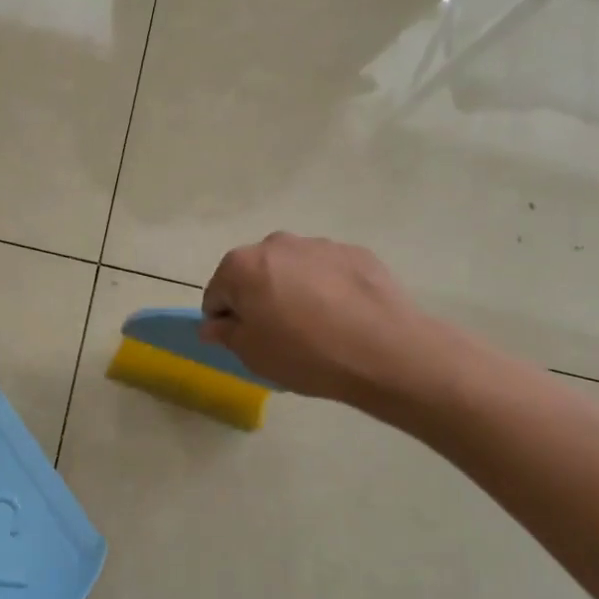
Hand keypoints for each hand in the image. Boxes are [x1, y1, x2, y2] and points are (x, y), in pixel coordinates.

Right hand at [201, 233, 443, 403]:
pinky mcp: (355, 253)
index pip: (217, 293)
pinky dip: (327, 289)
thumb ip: (225, 333)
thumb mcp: (252, 354)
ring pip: (293, 270)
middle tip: (280, 335)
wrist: (384, 350)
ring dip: (294, 291)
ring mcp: (319, 244)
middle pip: (254, 274)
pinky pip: (328, 272)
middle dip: (260, 299)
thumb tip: (213, 324)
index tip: (246, 342)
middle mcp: (277, 244)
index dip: (226, 320)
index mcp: (242, 266)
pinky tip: (344, 318)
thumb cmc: (305, 354)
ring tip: (318, 328)